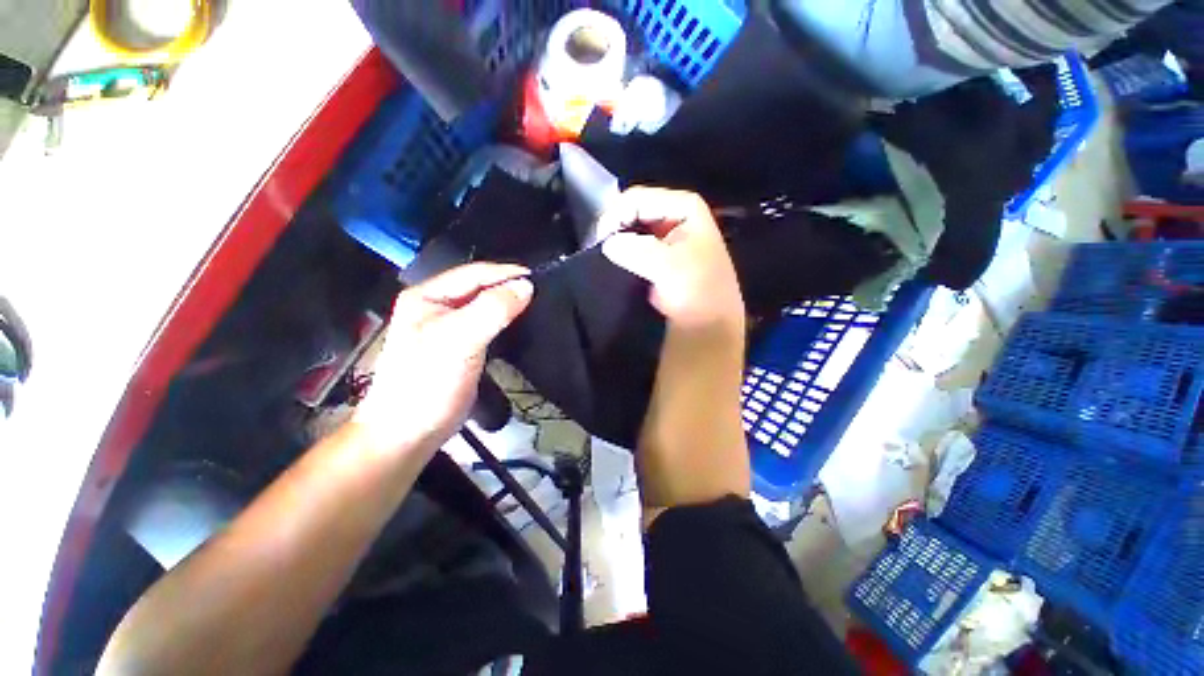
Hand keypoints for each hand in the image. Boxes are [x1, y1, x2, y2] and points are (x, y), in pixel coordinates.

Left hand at [353, 264, 532, 455]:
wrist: (410, 433)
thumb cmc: (426, 384)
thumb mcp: (458, 340)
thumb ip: (492, 310)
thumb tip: (525, 287)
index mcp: (427, 297)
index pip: (473, 273)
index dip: (505, 273)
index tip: (535, 277)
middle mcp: (437, 307)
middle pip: (479, 287)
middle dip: (508, 287)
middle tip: (539, 291)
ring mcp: (449, 328)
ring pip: (485, 306)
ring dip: (508, 304)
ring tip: (533, 305)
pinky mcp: (462, 347)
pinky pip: (488, 325)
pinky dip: (505, 322)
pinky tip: (519, 324)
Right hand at [600, 187, 744, 334]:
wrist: (707, 325)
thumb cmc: (697, 291)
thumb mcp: (669, 266)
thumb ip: (636, 250)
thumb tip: (608, 244)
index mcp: (684, 207)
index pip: (638, 199)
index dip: (616, 216)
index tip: (600, 241)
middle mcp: (674, 216)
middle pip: (633, 211)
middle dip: (615, 228)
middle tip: (598, 249)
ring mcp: (666, 237)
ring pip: (630, 230)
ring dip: (617, 243)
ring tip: (603, 258)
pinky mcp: (657, 258)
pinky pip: (632, 248)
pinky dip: (621, 255)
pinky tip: (612, 265)